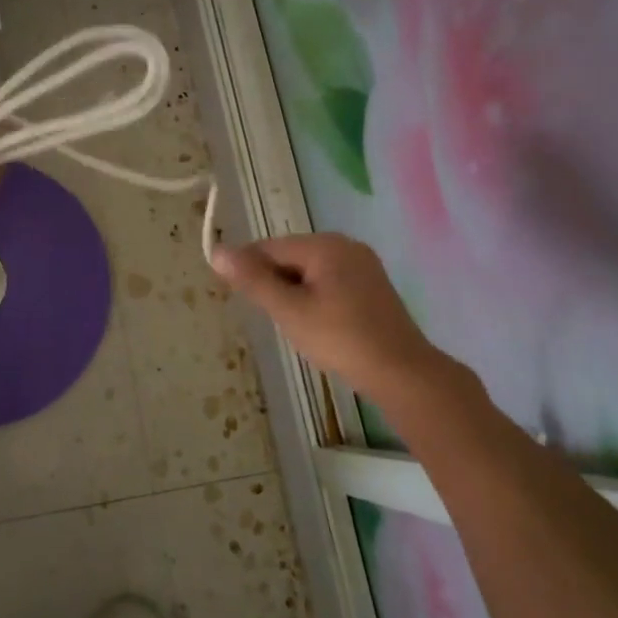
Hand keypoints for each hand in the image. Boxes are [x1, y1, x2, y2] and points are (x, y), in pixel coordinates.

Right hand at [213, 233, 440, 395]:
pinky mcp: (372, 287)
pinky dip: (315, 300)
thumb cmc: (339, 338)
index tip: (240, 299)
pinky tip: (318, 326)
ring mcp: (363, 265)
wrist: (400, 372)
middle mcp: (346, 246)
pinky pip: (330, 283)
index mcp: (325, 245)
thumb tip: (217, 251)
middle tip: (275, 319)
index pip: (270, 247)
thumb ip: (253, 280)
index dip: (249, 271)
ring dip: (294, 294)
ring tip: (296, 326)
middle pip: (290, 257)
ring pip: (309, 272)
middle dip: (275, 284)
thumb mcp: (288, 310)